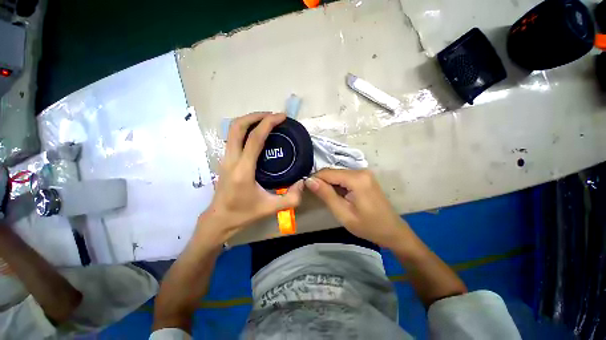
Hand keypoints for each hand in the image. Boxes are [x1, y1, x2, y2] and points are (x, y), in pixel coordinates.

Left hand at [197, 113, 303, 246]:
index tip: (281, 117)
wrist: (219, 219)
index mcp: (243, 170)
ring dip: (249, 120)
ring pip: (232, 130)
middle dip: (256, 115)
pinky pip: (233, 137)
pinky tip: (256, 134)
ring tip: (266, 121)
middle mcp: (231, 159)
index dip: (268, 123)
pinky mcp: (224, 160)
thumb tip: (302, 182)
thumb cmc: (243, 213)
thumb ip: (291, 198)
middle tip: (272, 116)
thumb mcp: (271, 208)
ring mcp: (225, 158)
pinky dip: (245, 129)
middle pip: (237, 126)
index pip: (254, 138)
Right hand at [305, 169, 409, 248]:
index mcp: (356, 179)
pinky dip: (337, 184)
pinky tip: (336, 194)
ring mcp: (364, 173)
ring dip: (329, 183)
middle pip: (333, 172)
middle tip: (315, 195)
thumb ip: (326, 194)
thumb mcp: (343, 213)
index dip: (314, 179)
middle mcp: (360, 170)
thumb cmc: (368, 226)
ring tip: (325, 196)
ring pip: (338, 174)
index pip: (328, 173)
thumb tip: (309, 180)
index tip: (305, 188)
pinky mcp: (364, 177)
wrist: (392, 231)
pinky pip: (345, 177)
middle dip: (322, 181)